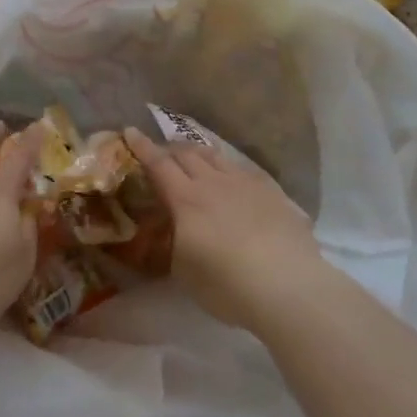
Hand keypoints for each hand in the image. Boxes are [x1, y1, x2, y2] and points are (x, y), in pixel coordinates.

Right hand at [122, 128, 322, 328]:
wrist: (287, 285)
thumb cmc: (227, 285)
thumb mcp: (184, 271)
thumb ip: (175, 243)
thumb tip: (175, 230)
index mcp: (186, 199)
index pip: (158, 164)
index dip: (142, 147)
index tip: (130, 130)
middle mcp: (213, 182)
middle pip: (187, 154)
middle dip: (169, 148)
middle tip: (161, 152)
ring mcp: (245, 183)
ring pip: (216, 157)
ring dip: (199, 154)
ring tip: (194, 157)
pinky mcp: (272, 192)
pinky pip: (243, 170)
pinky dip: (228, 169)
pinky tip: (233, 179)